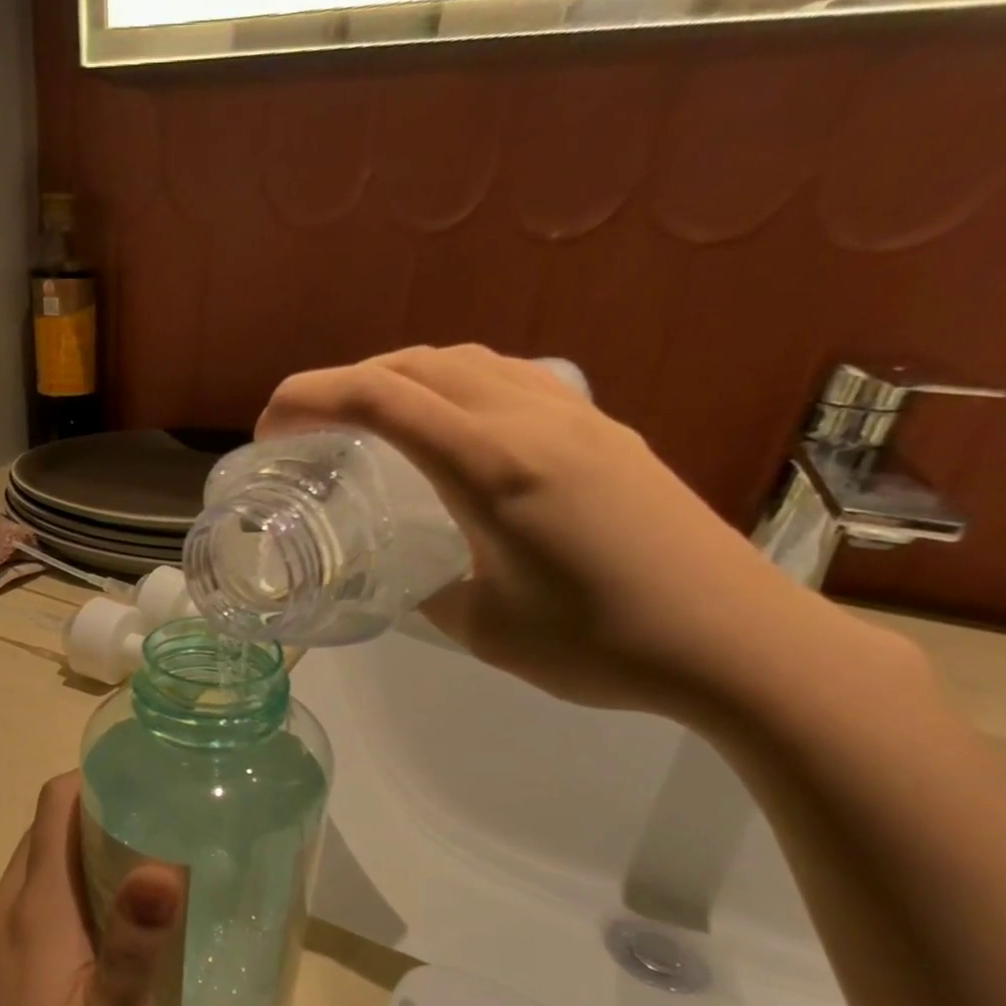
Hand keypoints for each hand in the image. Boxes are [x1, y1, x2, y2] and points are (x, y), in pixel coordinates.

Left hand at [0, 773, 185, 1005]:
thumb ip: (138, 937)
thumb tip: (161, 862)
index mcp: (32, 911)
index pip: (52, 809)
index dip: (90, 785)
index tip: (135, 790)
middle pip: (37, 844)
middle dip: (86, 829)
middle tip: (143, 847)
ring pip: (21, 887)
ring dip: (64, 879)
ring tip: (115, 908)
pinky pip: (3, 930)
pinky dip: (38, 922)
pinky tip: (66, 971)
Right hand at [258, 344, 887, 723]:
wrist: (735, 640)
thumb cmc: (600, 643)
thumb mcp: (483, 628)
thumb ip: (428, 589)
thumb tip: (405, 574)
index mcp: (492, 465)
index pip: (383, 400)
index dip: (312, 398)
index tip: (269, 424)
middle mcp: (532, 419)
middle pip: (420, 364)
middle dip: (348, 381)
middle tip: (309, 425)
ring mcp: (577, 416)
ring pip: (470, 362)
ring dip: (405, 376)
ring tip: (371, 418)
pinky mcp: (606, 430)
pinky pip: (513, 379)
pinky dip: (459, 385)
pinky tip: (455, 426)